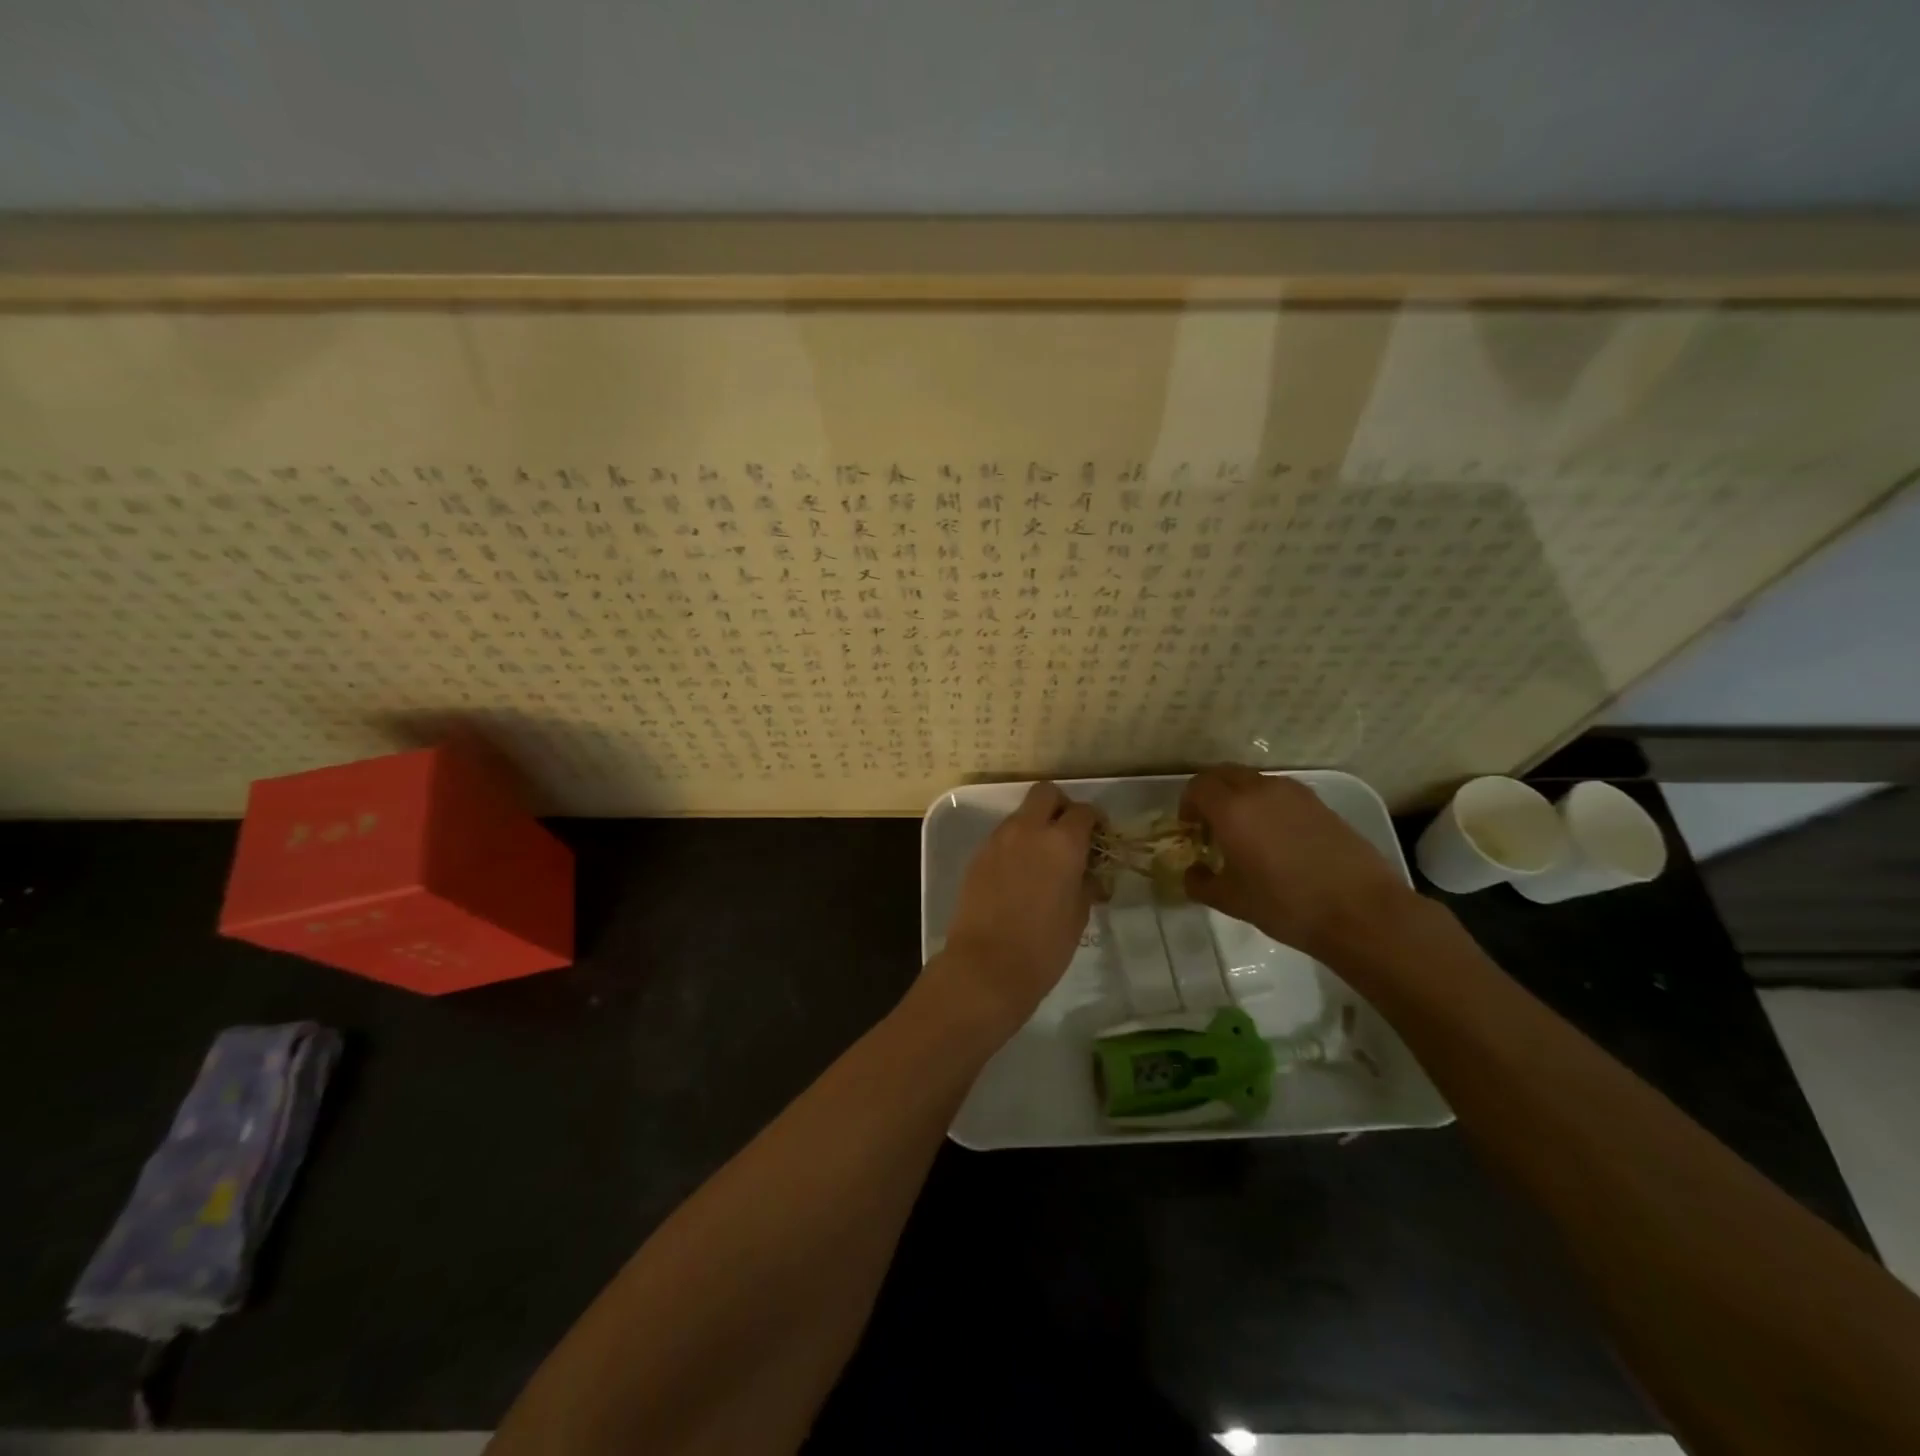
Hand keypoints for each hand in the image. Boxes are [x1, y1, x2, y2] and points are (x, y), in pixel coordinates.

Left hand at [935, 781, 1098, 1037]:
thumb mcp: (1078, 915)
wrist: (986, 966)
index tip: (1099, 838)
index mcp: (1062, 842)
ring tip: (1042, 858)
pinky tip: (1020, 873)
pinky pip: (1002, 837)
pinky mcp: (978, 855)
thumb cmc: (1044, 946)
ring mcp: (998, 840)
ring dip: (1035, 825)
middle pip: (1045, 793)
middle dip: (1060, 806)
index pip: (1083, 812)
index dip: (1095, 821)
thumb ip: (1085, 884)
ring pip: (1021, 814)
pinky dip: (1015, 844)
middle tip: (1068, 834)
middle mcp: (1028, 830)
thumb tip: (1088, 875)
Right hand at [1180, 764, 1419, 964]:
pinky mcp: (1320, 804)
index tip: (1190, 828)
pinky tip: (1276, 839)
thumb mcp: (1231, 901)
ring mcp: (1294, 793)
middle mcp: (1261, 790)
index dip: (1187, 804)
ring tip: (1244, 832)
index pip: (1198, 786)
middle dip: (1210, 794)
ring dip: (1239, 797)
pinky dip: (1266, 804)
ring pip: (1254, 780)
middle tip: (1210, 824)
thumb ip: (1201, 883)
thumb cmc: (1286, 904)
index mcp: (1232, 808)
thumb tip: (1192, 873)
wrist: (1360, 911)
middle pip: (1224, 774)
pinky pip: (1280, 793)